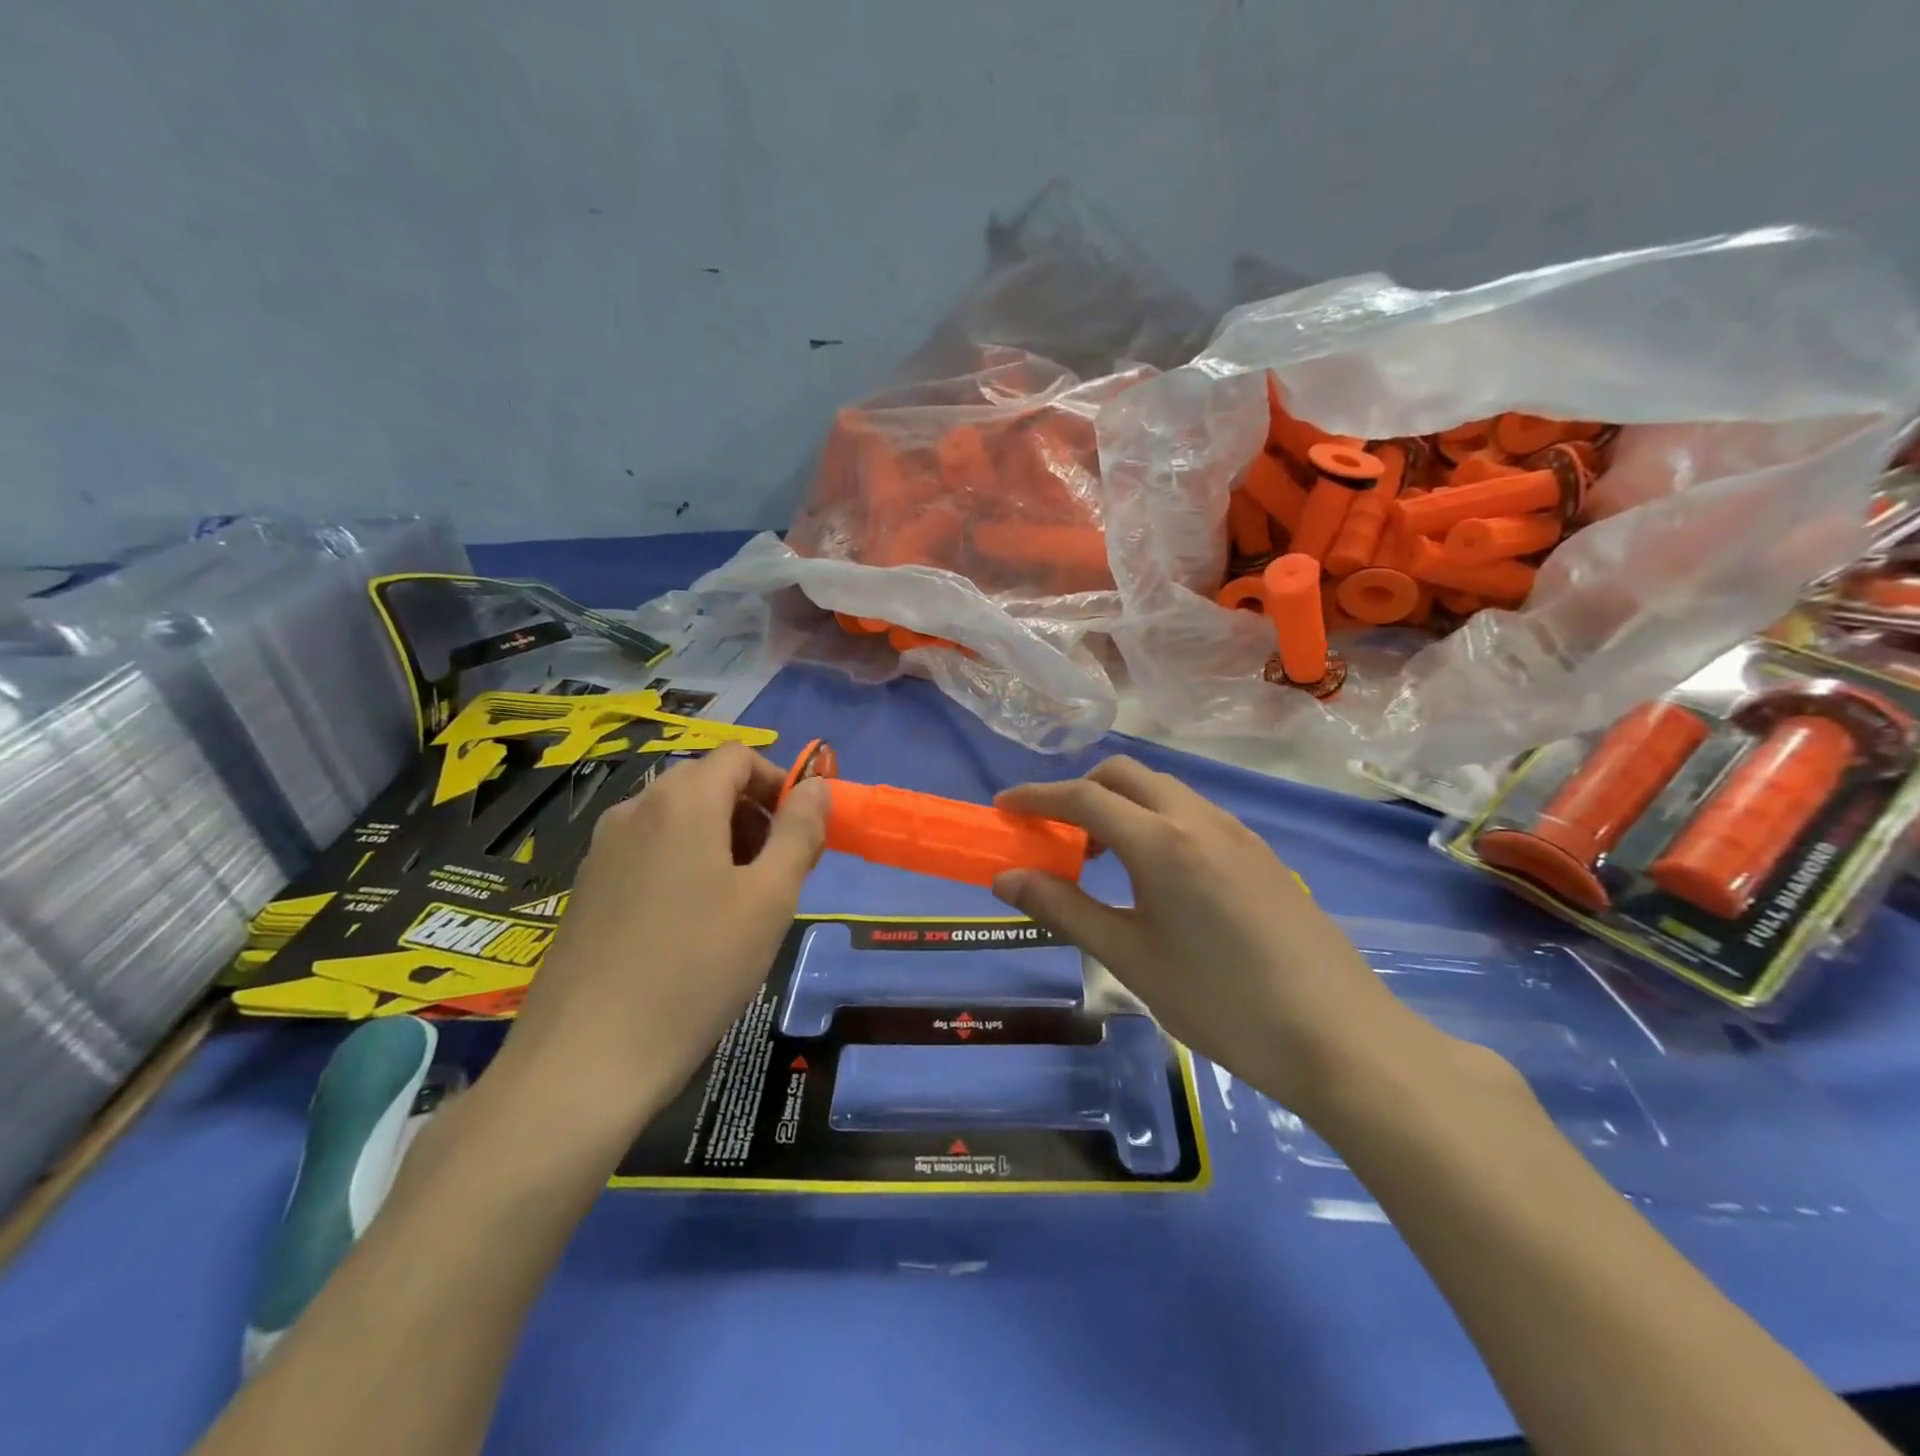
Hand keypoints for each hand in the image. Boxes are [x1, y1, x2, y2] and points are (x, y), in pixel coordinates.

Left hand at [494, 743, 829, 1132]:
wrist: (586, 1058)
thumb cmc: (697, 968)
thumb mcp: (770, 898)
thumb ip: (800, 832)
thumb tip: (817, 786)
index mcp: (682, 801)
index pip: (739, 758)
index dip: (780, 784)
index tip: (802, 834)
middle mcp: (635, 810)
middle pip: (707, 785)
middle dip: (753, 815)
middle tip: (778, 873)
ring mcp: (603, 849)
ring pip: (677, 820)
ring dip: (721, 841)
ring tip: (740, 904)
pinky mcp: (587, 887)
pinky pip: (649, 851)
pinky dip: (684, 864)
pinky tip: (692, 926)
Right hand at [991, 756, 1439, 1117]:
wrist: (1340, 1038)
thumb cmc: (1221, 1002)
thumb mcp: (1130, 958)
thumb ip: (1064, 908)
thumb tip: (1006, 878)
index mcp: (1162, 841)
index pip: (1083, 798)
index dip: (1037, 797)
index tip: (1003, 806)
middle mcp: (1199, 819)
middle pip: (1125, 775)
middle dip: (1080, 791)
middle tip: (1055, 835)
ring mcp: (1237, 833)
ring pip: (1163, 791)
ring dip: (1121, 806)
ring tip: (1103, 860)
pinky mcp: (1260, 854)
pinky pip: (1193, 814)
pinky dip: (1156, 822)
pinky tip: (1157, 877)